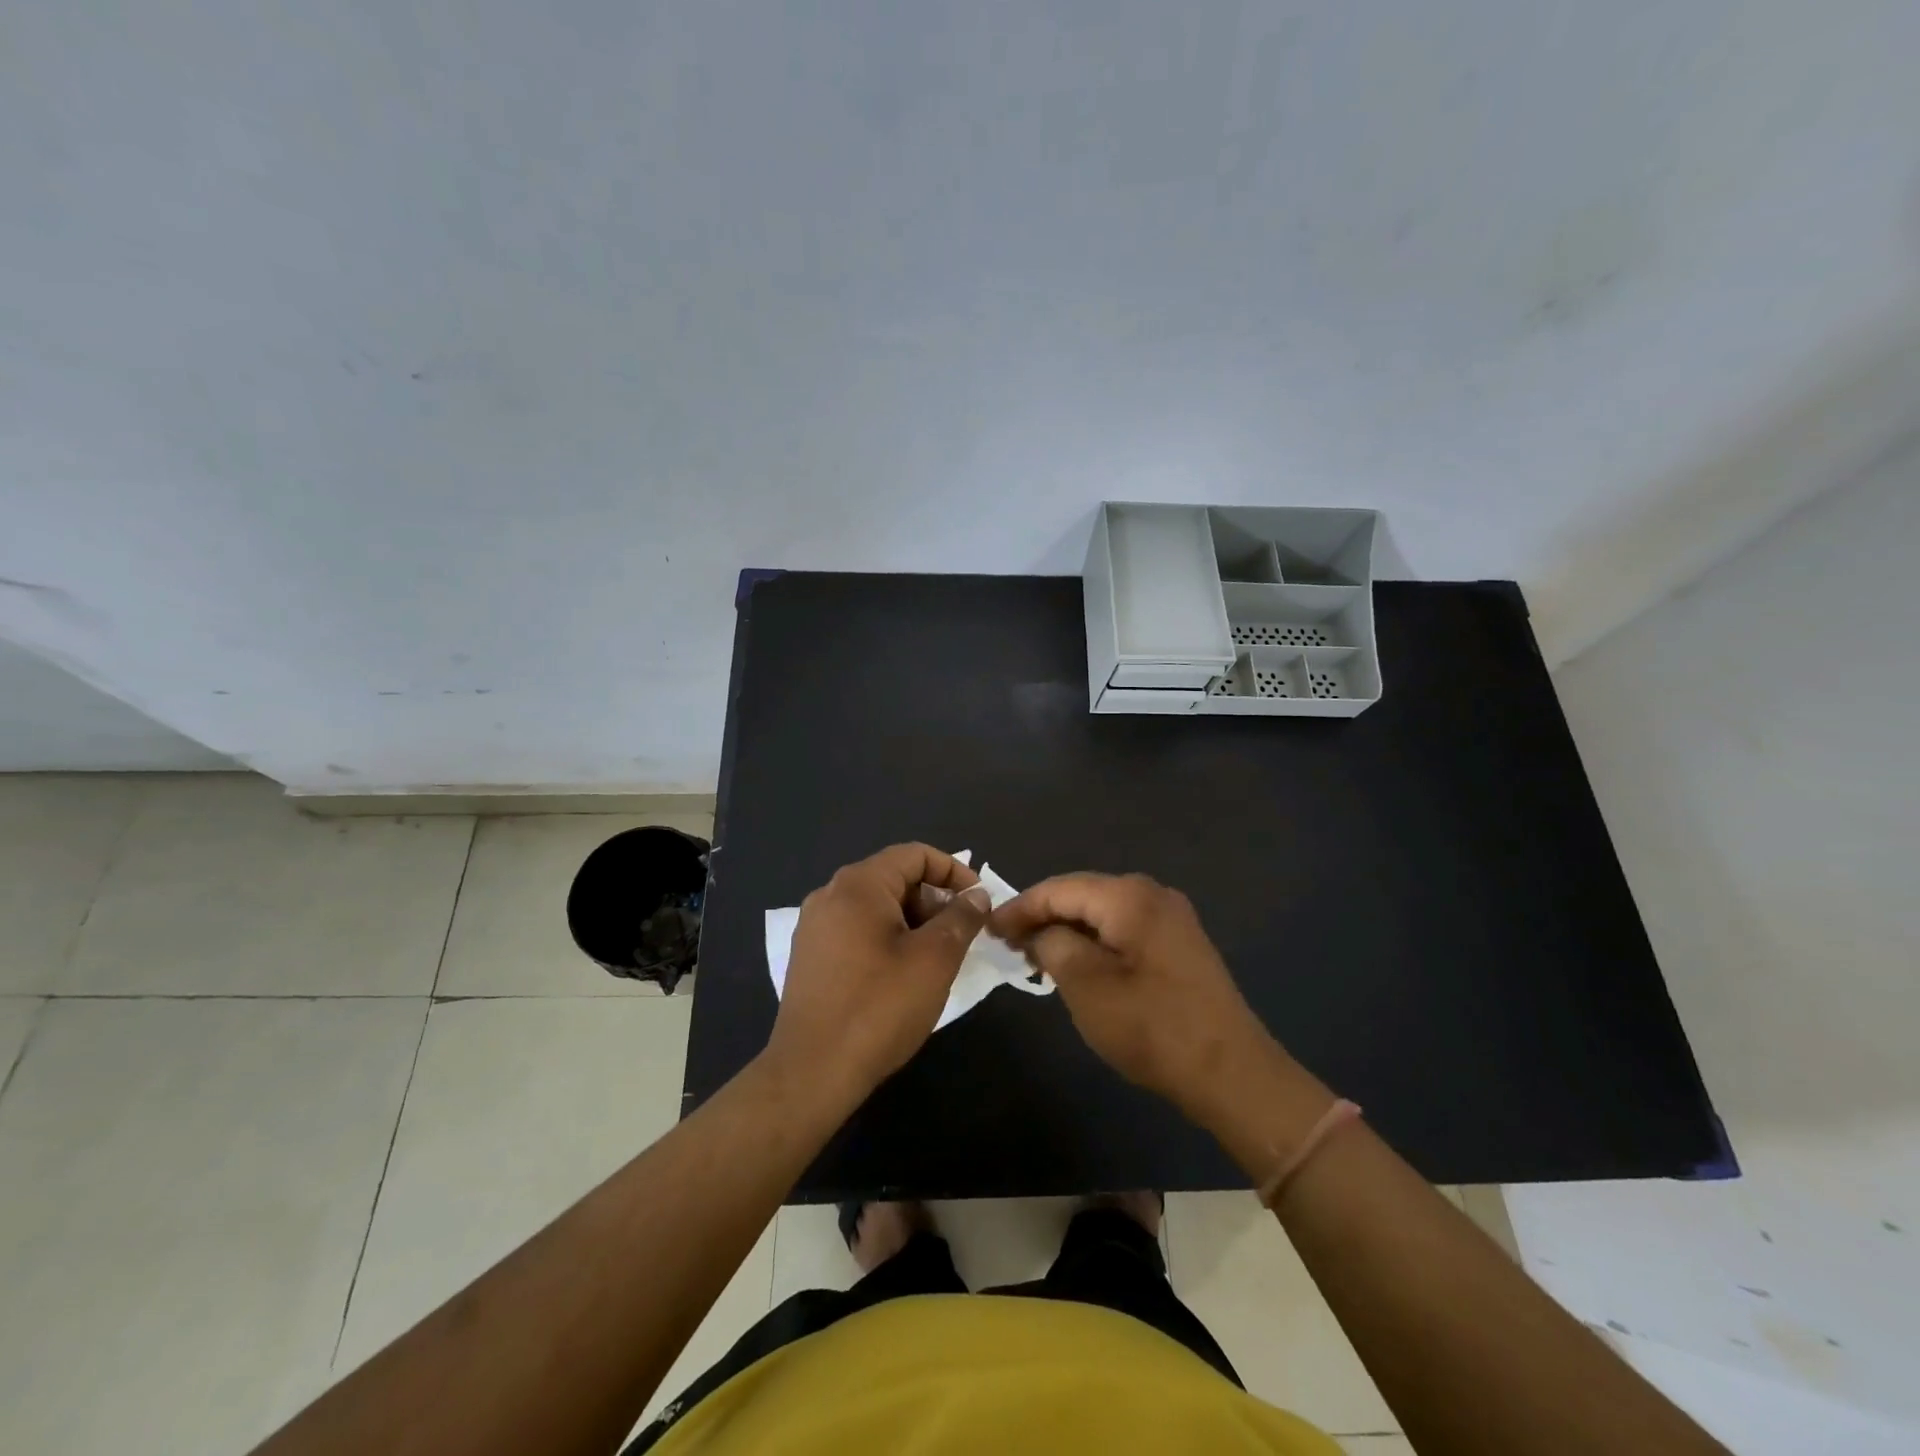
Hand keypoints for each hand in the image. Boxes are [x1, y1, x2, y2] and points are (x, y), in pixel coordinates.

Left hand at [765, 844, 990, 1101]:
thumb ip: (960, 918)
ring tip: (937, 958)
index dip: (953, 871)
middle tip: (961, 936)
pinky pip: (857, 930)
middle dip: (934, 900)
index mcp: (858, 885)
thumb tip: (976, 896)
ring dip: (914, 922)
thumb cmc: (879, 1007)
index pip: (914, 855)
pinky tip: (903, 975)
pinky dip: (888, 938)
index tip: (979, 901)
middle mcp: (830, 895)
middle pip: (894, 878)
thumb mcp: (934, 959)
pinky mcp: (810, 956)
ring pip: (877, 907)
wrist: (812, 1071)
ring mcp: (815, 926)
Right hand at [990, 873, 1281, 1123]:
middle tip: (1008, 943)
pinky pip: (1124, 928)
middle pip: (1082, 894)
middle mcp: (1152, 893)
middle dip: (1043, 916)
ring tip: (1035, 955)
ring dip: (1068, 930)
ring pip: (1103, 913)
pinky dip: (1095, 941)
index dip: (1020, 907)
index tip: (988, 929)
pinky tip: (1078, 964)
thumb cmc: (1152, 1028)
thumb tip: (1041, 933)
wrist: (1232, 1073)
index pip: (1059, 888)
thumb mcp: (1087, 986)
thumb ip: (1053, 946)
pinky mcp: (1179, 943)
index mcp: (1129, 896)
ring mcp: (1171, 917)